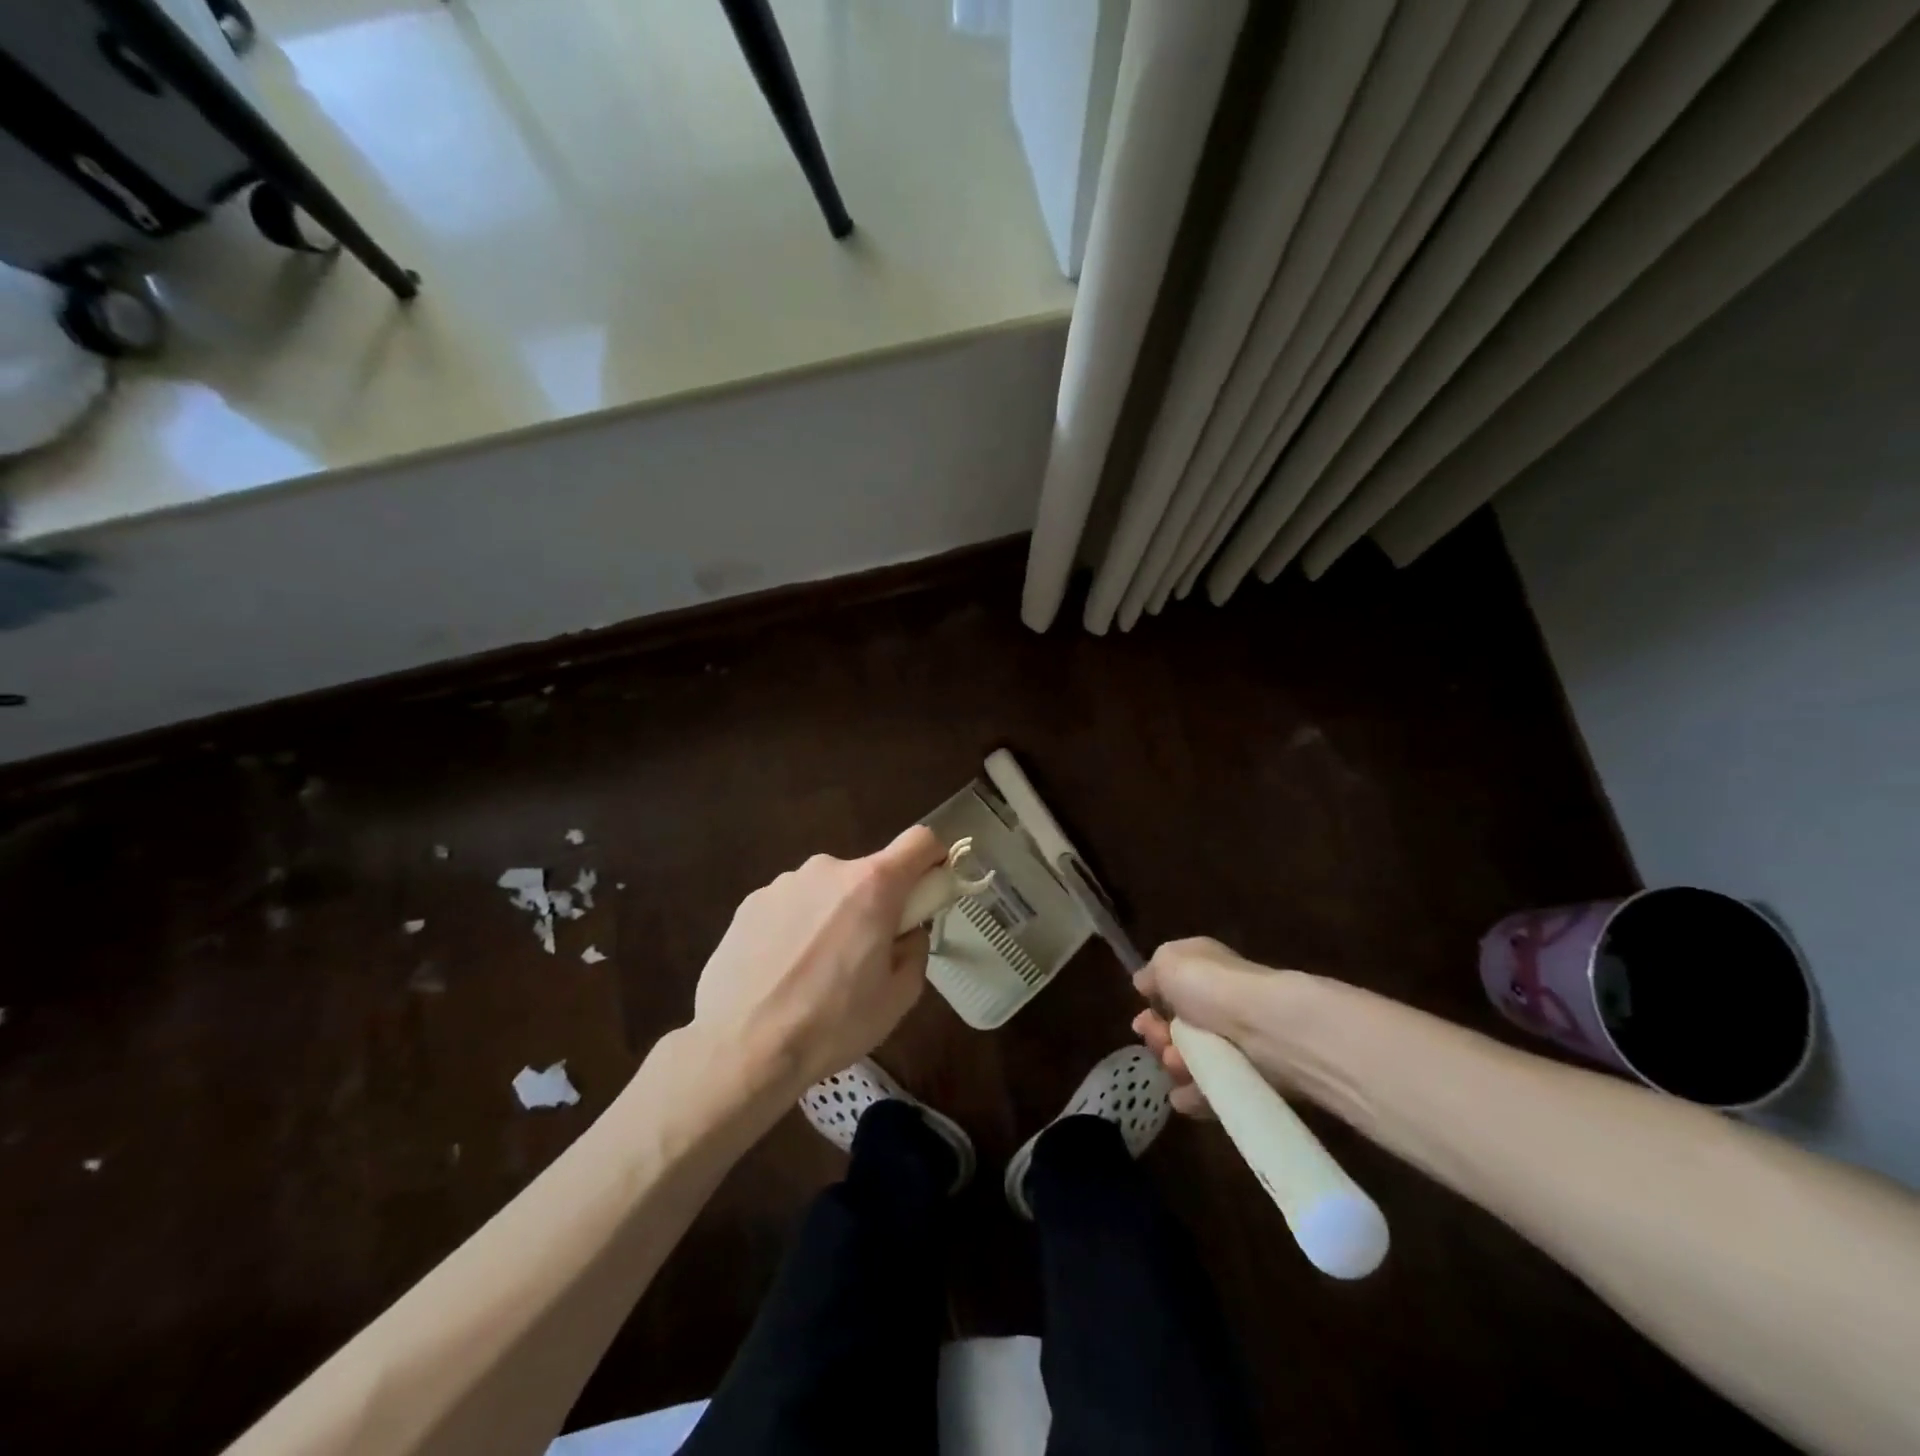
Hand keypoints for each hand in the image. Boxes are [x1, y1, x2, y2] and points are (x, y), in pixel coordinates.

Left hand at [692, 826, 946, 1093]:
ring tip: (815, 974)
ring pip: (827, 891)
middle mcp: (827, 869)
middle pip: (869, 874)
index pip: (920, 841)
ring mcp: (783, 883)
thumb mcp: (899, 997)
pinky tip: (781, 973)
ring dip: (832, 917)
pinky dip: (796, 929)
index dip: (934, 859)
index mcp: (873, 885)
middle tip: (865, 957)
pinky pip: (791, 906)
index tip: (929, 892)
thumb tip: (907, 932)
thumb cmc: (832, 1023)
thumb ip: (915, 949)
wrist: (742, 1048)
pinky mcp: (749, 903)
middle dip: (876, 905)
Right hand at [1131, 937, 1297, 1117]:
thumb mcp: (1168, 960)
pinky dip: (1192, 1095)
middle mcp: (1218, 1005)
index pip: (1172, 991)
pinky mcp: (1245, 1079)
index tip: (1141, 1019)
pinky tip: (1181, 1095)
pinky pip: (1210, 1091)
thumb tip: (1145, 983)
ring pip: (1190, 1060)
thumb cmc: (1210, 985)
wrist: (1264, 1027)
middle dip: (1158, 1036)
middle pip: (1177, 1028)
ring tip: (1177, 1062)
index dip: (1152, 1007)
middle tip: (1159, 1039)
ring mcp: (1233, 1043)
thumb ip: (1152, 972)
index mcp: (1203, 971)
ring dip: (1173, 1064)